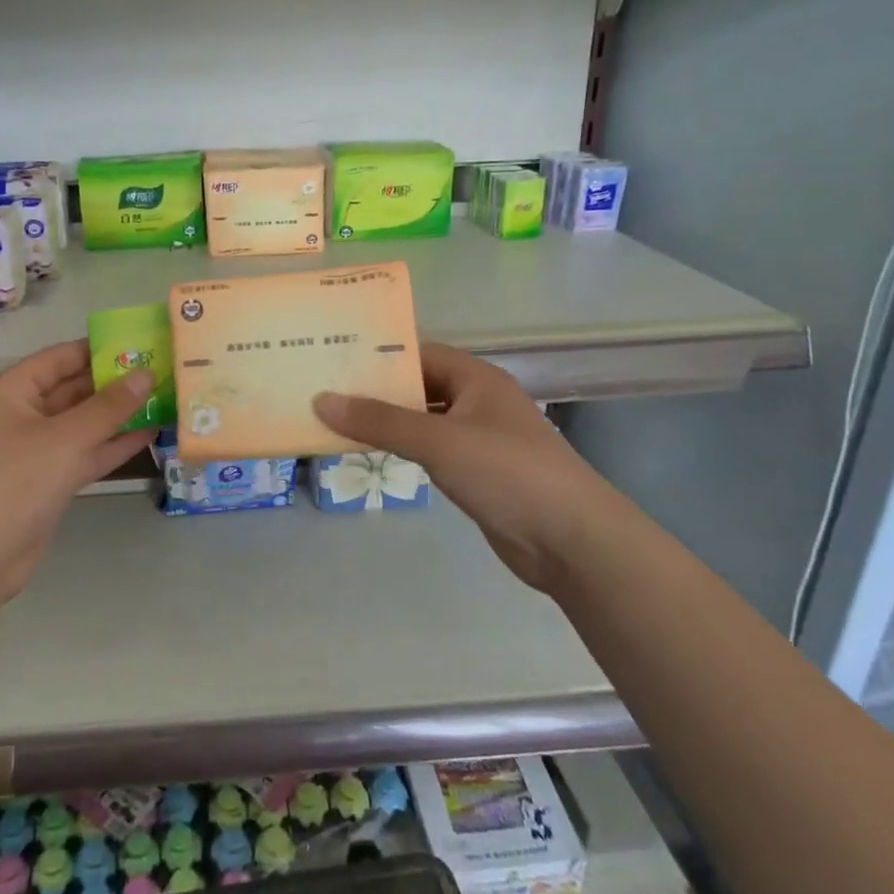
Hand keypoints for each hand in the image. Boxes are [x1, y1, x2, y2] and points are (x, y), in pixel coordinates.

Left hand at [0, 341, 154, 605]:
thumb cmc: (15, 482)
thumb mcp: (66, 439)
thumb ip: (109, 406)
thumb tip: (146, 373)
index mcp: (13, 393)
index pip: (59, 358)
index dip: (97, 349)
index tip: (139, 343)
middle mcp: (24, 416)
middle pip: (74, 389)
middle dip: (114, 382)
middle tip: (160, 370)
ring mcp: (38, 450)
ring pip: (84, 423)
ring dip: (119, 413)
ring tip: (163, 397)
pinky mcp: (51, 480)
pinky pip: (87, 452)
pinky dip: (114, 444)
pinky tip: (150, 433)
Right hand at [313, 343, 615, 593]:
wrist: (572, 540)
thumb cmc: (507, 473)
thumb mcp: (438, 440)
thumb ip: (380, 421)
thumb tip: (321, 400)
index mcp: (476, 378)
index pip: (419, 353)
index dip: (379, 355)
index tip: (334, 359)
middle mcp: (478, 401)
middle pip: (419, 386)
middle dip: (377, 390)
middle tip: (324, 391)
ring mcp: (480, 439)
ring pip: (424, 420)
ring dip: (388, 422)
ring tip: (337, 421)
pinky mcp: (478, 473)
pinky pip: (432, 450)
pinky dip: (404, 448)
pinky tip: (374, 454)